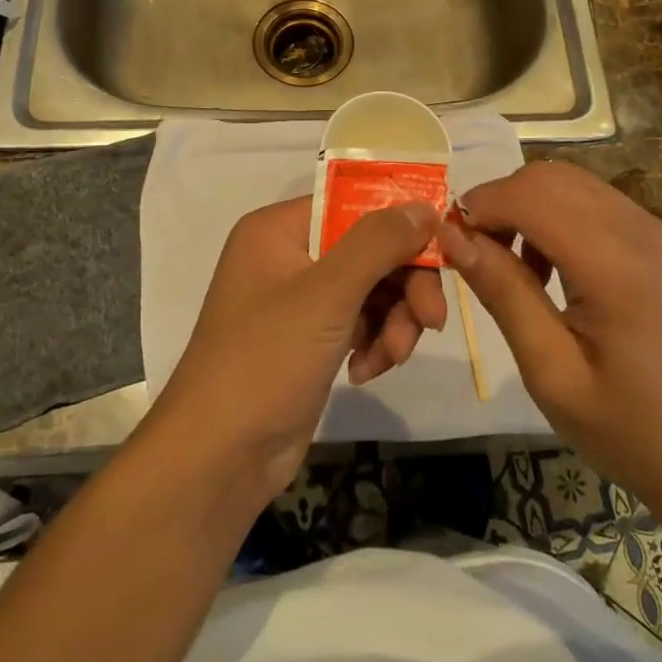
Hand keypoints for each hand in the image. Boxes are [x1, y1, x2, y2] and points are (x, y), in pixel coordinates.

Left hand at [153, 197, 445, 497]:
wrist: (218, 457)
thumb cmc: (266, 359)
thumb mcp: (327, 293)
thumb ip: (379, 243)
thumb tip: (425, 204)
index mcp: (278, 230)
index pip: (353, 204)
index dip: (400, 222)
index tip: (443, 249)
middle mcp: (288, 256)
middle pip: (368, 250)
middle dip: (404, 285)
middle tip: (432, 319)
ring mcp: (299, 301)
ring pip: (371, 290)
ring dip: (394, 321)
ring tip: (394, 357)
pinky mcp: (310, 340)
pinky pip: (359, 323)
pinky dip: (374, 343)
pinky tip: (367, 372)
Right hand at [440, 161, 661, 499]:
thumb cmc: (627, 429)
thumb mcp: (551, 372)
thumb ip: (504, 293)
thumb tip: (452, 235)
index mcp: (618, 266)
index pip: (533, 197)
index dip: (482, 205)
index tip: (448, 238)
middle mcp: (643, 231)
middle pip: (551, 177)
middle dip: (501, 200)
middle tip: (472, 249)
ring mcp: (658, 231)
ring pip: (572, 183)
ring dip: (527, 205)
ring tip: (505, 260)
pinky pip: (595, 203)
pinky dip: (556, 215)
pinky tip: (547, 265)